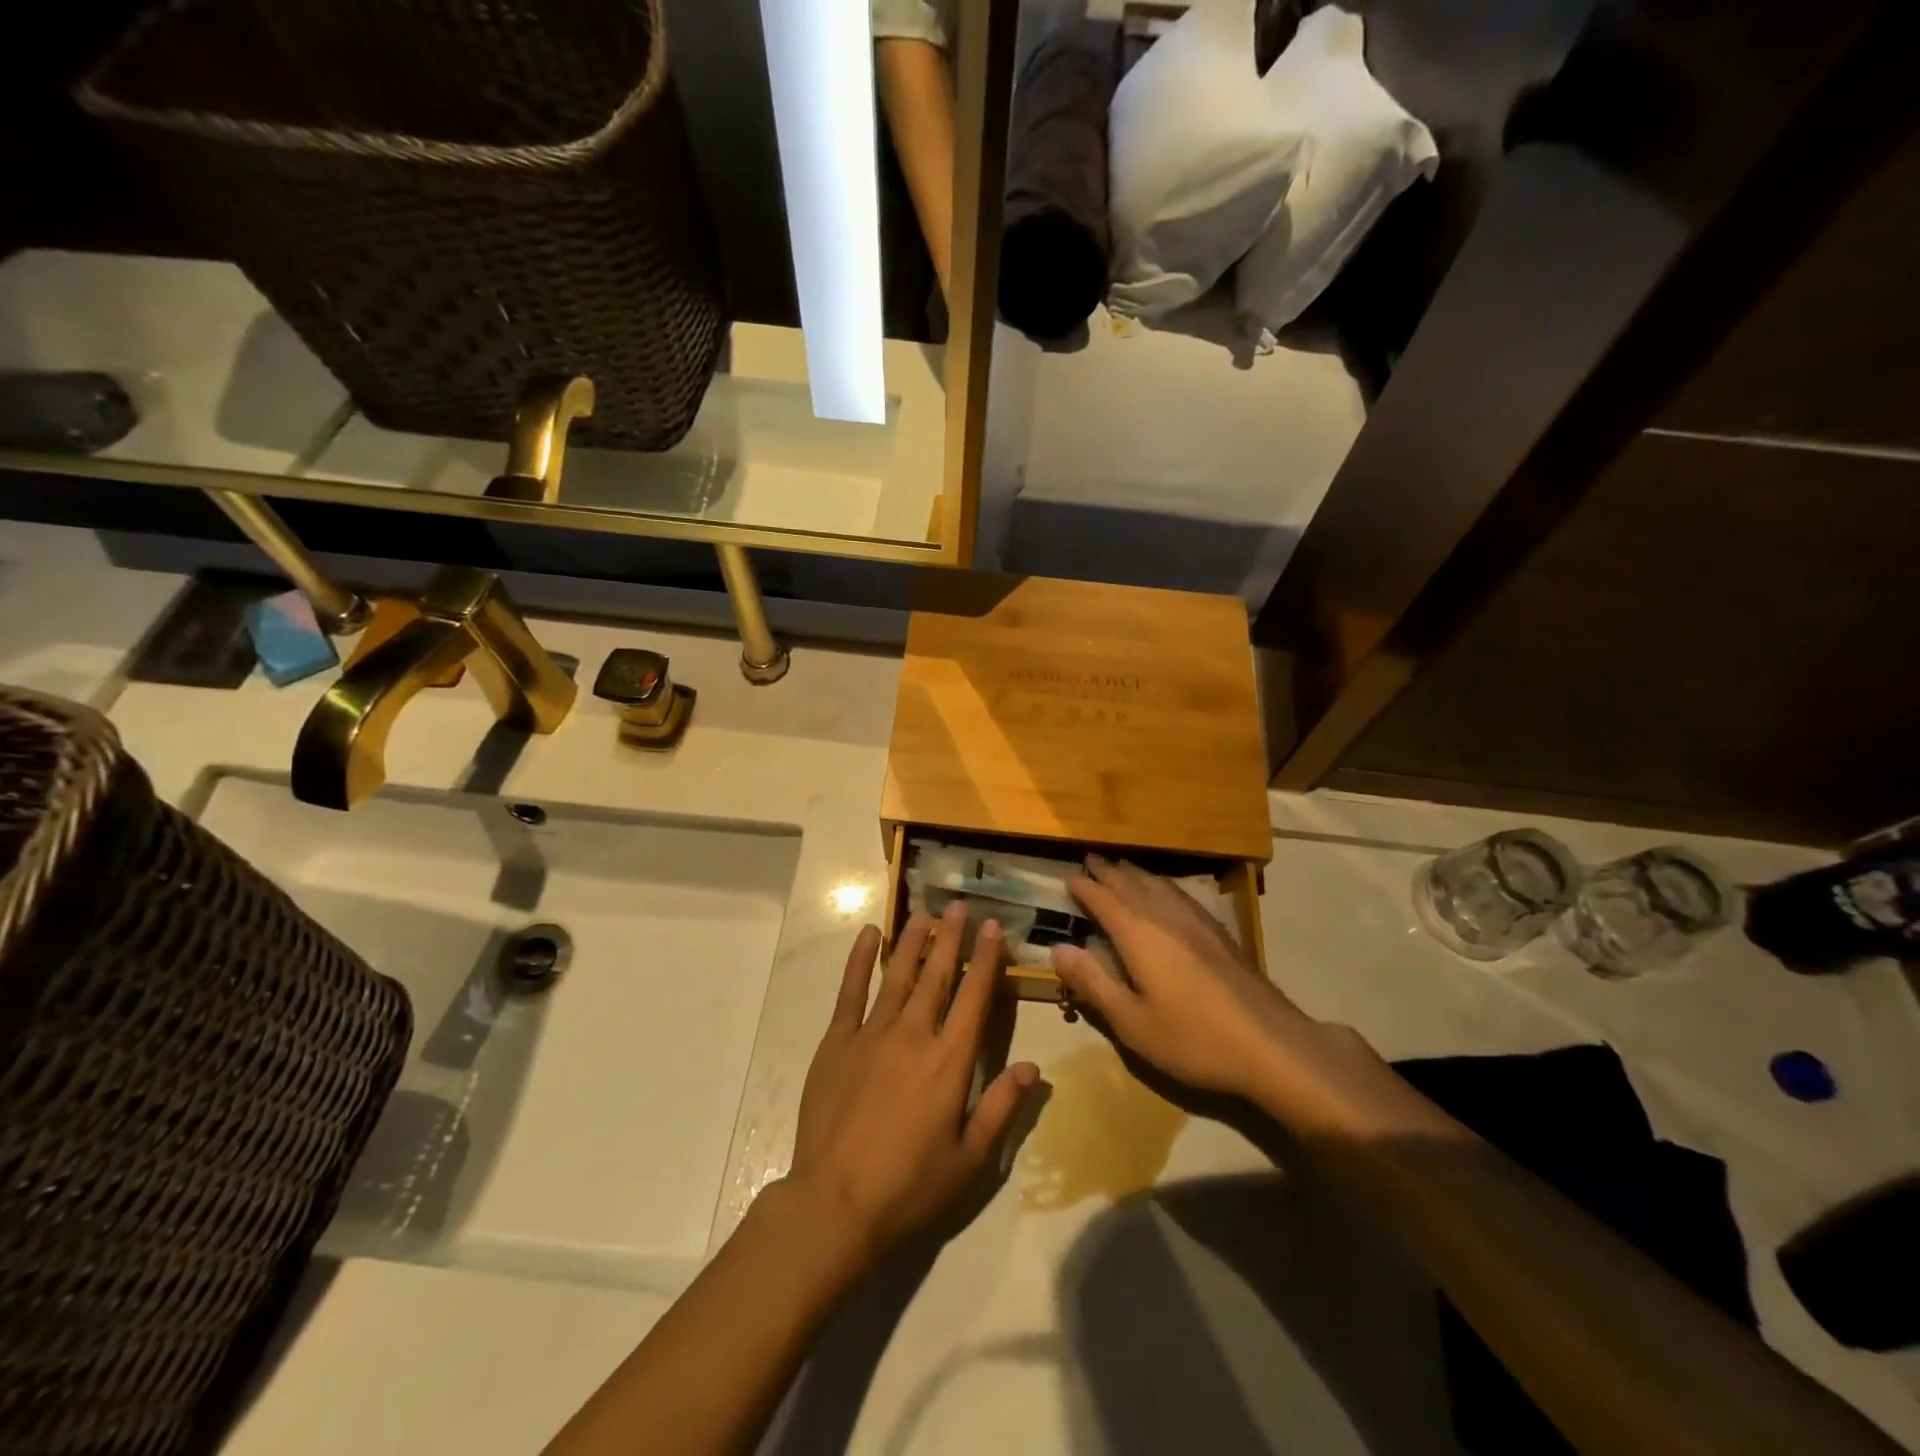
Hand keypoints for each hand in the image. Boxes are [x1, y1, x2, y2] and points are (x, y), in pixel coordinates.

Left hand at [786, 905, 1038, 1266]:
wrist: (834, 1205)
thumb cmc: (909, 1188)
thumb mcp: (969, 1159)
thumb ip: (1001, 1107)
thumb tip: (1033, 1068)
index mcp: (949, 1062)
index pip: (974, 998)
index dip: (985, 960)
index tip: (992, 928)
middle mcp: (914, 1035)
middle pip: (937, 976)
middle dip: (952, 938)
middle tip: (960, 906)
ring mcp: (871, 1034)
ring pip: (899, 975)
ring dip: (914, 941)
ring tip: (925, 913)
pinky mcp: (836, 1042)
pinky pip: (850, 991)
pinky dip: (860, 960)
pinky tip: (870, 935)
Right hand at [1051, 855, 1304, 1099]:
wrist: (1271, 1045)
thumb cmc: (1193, 1038)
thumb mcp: (1132, 1021)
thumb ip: (1093, 982)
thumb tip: (1058, 948)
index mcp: (1139, 934)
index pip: (1104, 900)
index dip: (1085, 888)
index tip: (1069, 878)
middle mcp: (1166, 917)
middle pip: (1131, 884)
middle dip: (1108, 872)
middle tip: (1091, 859)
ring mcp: (1197, 921)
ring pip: (1159, 885)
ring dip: (1136, 874)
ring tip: (1122, 867)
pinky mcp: (1220, 933)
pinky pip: (1181, 894)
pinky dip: (1163, 885)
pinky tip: (1167, 893)